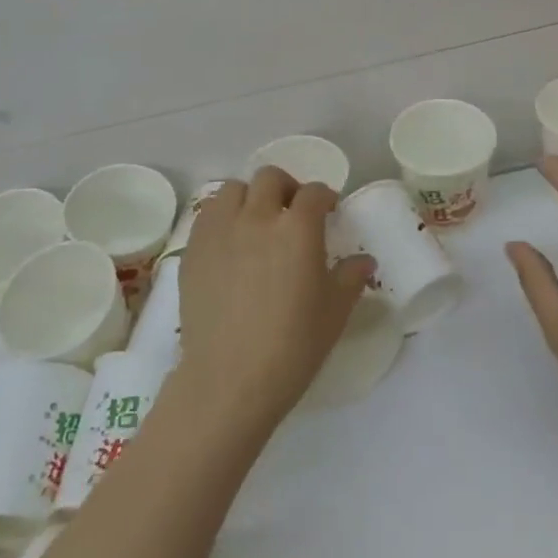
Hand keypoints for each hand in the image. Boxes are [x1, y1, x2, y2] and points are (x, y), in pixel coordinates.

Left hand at [174, 166, 370, 432]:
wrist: (229, 379)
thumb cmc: (292, 346)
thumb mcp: (334, 313)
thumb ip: (350, 278)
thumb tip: (364, 261)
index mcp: (298, 229)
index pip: (314, 193)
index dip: (325, 197)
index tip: (329, 211)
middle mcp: (257, 218)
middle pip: (270, 178)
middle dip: (286, 188)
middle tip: (292, 213)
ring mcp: (220, 231)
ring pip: (233, 189)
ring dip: (249, 198)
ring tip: (256, 222)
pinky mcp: (193, 250)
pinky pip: (208, 216)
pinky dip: (222, 218)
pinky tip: (229, 243)